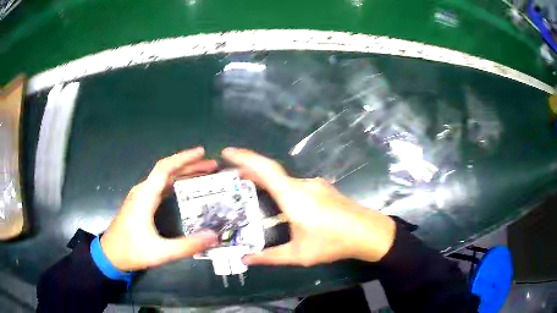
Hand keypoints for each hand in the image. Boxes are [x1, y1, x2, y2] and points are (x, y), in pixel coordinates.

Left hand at [100, 147, 218, 270]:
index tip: (202, 152)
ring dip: (183, 173)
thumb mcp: (160, 253)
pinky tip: (185, 188)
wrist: (110, 255)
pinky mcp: (140, 203)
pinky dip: (175, 182)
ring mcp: (140, 196)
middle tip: (212, 166)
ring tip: (203, 174)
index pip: (165, 169)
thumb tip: (213, 237)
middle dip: (189, 165)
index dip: (184, 158)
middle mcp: (142, 191)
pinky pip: (160, 186)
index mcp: (145, 196)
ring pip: (163, 178)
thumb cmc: (132, 251)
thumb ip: (187, 246)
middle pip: (167, 170)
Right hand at [221, 148, 395, 266]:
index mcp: (294, 196)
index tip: (226, 152)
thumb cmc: (333, 242)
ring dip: (266, 181)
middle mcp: (303, 184)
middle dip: (250, 171)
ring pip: (285, 179)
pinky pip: (296, 185)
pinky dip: (281, 188)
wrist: (369, 233)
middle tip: (232, 178)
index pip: (264, 169)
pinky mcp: (323, 190)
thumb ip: (269, 257)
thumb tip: (245, 259)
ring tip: (250, 191)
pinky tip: (280, 204)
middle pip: (272, 172)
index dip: (244, 157)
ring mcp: (316, 185)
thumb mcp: (298, 254)